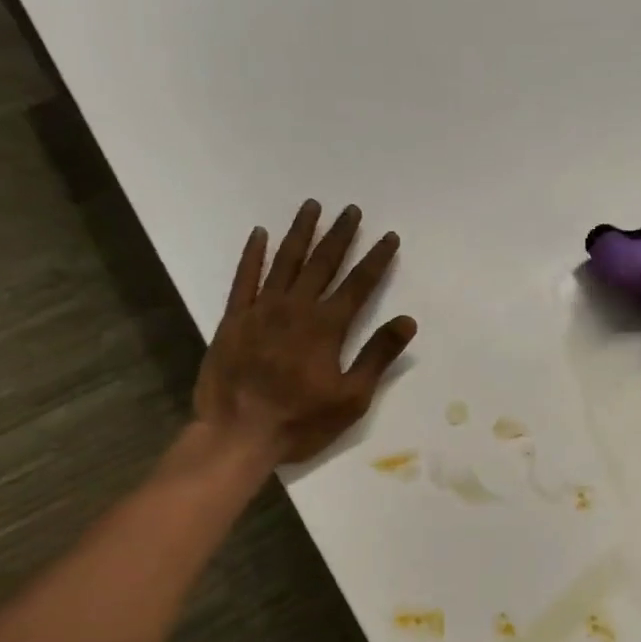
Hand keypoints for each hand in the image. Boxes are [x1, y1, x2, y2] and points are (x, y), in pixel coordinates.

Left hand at [193, 201, 416, 464]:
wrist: (236, 434)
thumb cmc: (300, 421)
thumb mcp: (352, 398)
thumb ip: (377, 356)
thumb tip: (407, 321)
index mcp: (327, 327)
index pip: (359, 284)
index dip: (376, 259)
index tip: (389, 236)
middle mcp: (295, 308)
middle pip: (322, 263)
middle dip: (340, 235)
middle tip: (351, 210)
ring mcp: (260, 310)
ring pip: (284, 262)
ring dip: (300, 233)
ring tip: (312, 207)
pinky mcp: (233, 319)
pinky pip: (244, 278)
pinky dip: (253, 255)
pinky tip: (260, 234)